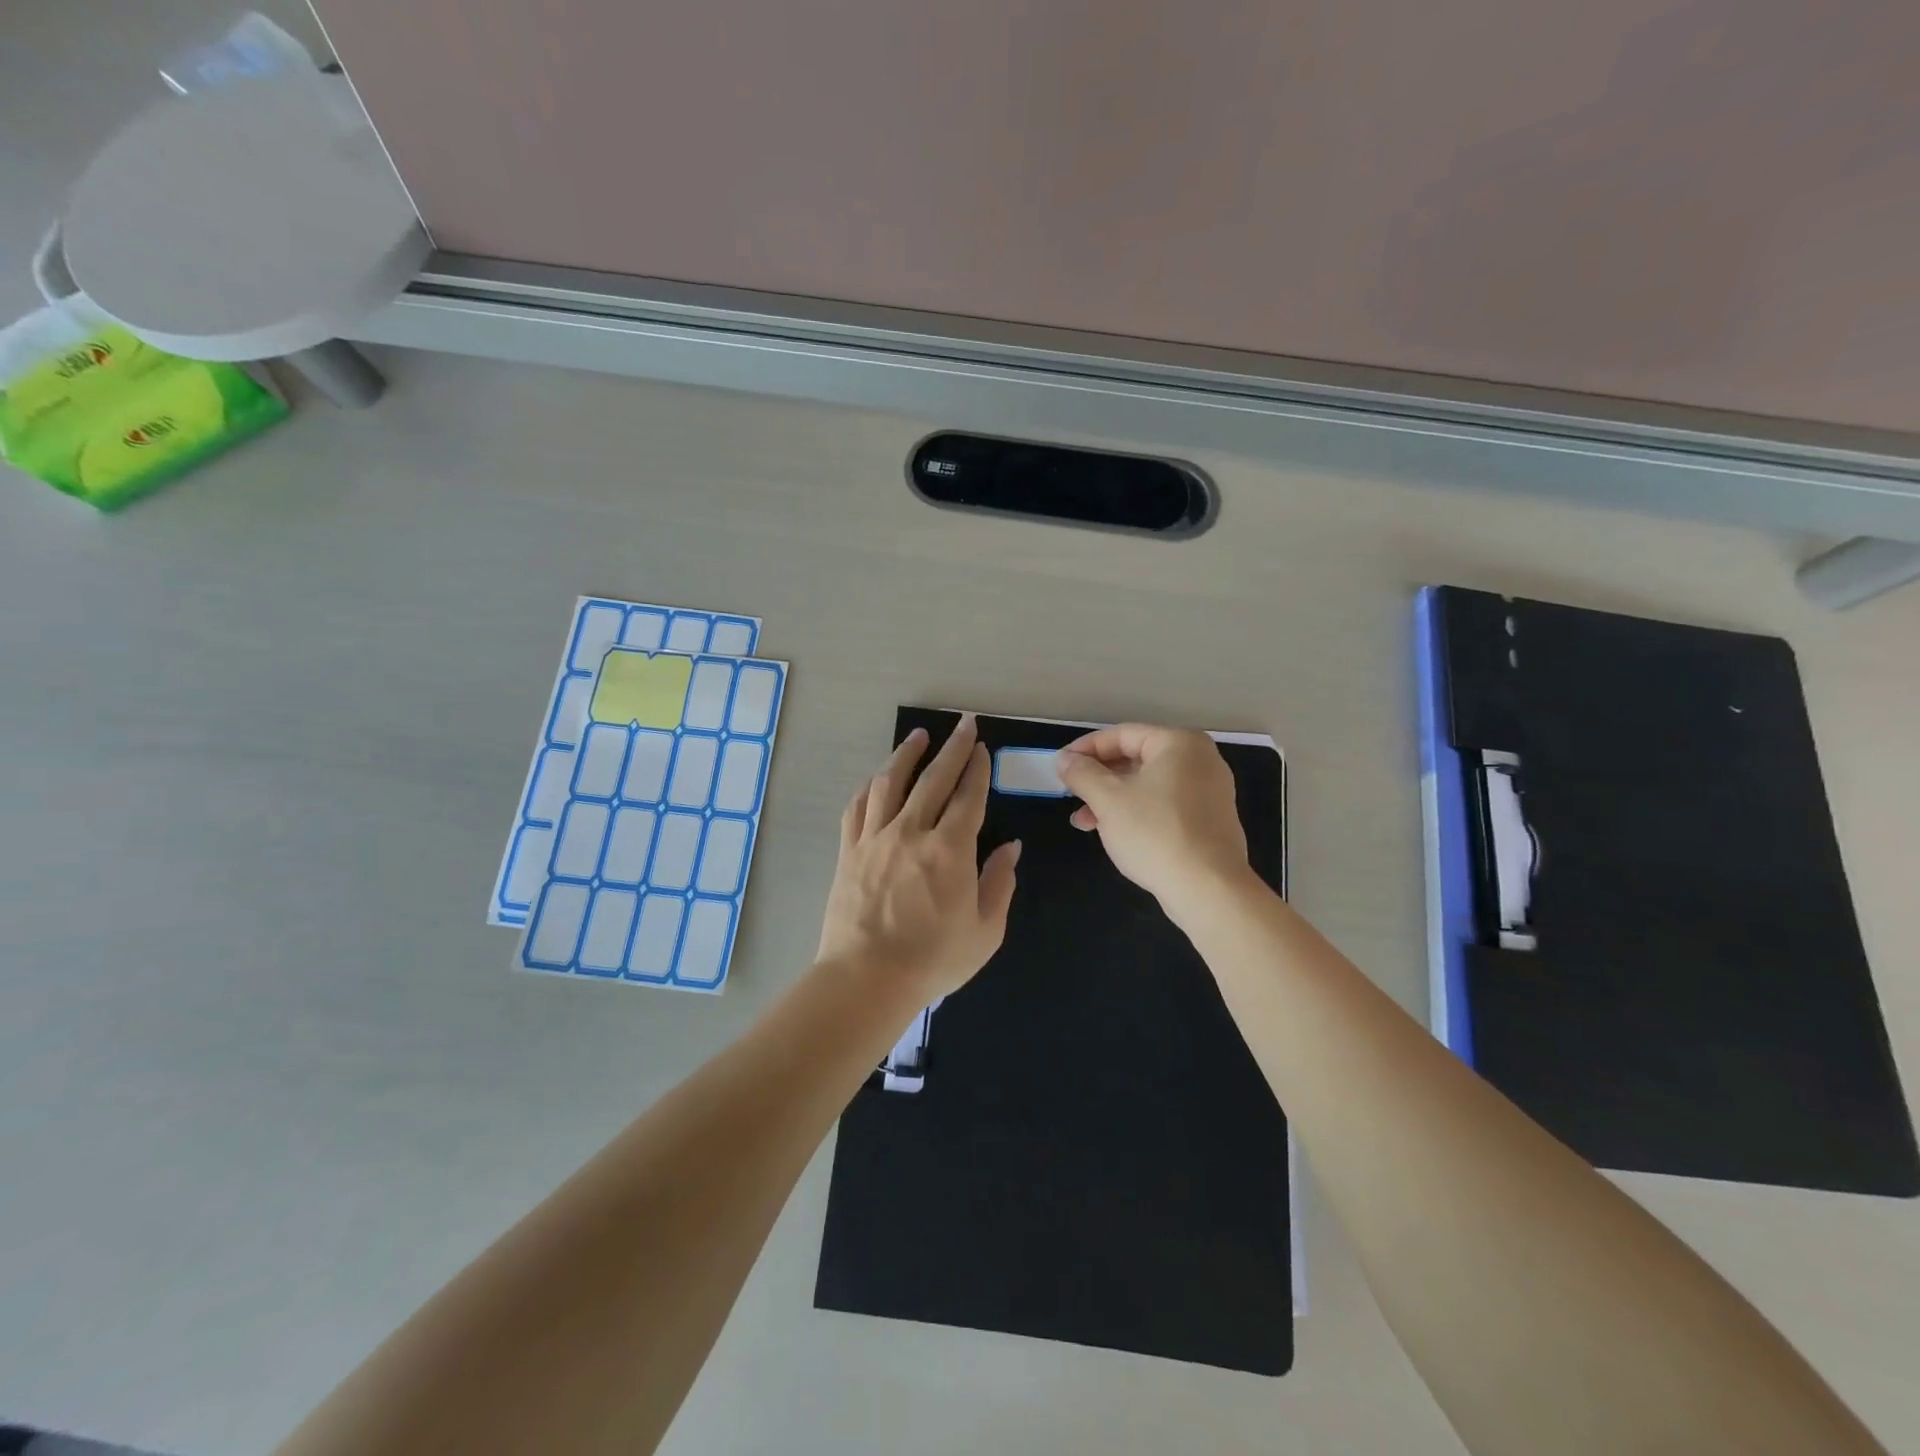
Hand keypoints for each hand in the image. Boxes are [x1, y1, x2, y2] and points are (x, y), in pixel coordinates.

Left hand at [817, 714, 1021, 998]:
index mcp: (950, 849)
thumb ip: (1000, 883)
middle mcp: (911, 831)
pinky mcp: (849, 851)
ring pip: (890, 783)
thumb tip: (1010, 848)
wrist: (866, 979)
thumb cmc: (933, 959)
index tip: (982, 749)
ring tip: (919, 736)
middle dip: (952, 748)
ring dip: (906, 755)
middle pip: (933, 779)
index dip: (978, 769)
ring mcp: (875, 838)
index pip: (968, 797)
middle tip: (963, 725)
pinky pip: (857, 808)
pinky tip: (876, 779)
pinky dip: (869, 788)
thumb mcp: (985, 930)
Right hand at [1054, 724, 1248, 915]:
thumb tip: (1064, 759)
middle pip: (1136, 759)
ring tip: (1085, 823)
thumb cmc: (1155, 833)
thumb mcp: (1108, 800)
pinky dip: (1137, 812)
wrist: (1208, 889)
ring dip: (1113, 799)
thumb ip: (1082, 773)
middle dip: (1098, 778)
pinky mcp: (1210, 819)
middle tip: (1071, 795)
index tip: (1060, 766)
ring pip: (1148, 784)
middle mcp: (1200, 759)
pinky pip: (1165, 804)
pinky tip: (1115, 833)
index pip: (1122, 735)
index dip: (1085, 749)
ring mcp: (1210, 790)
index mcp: (1179, 743)